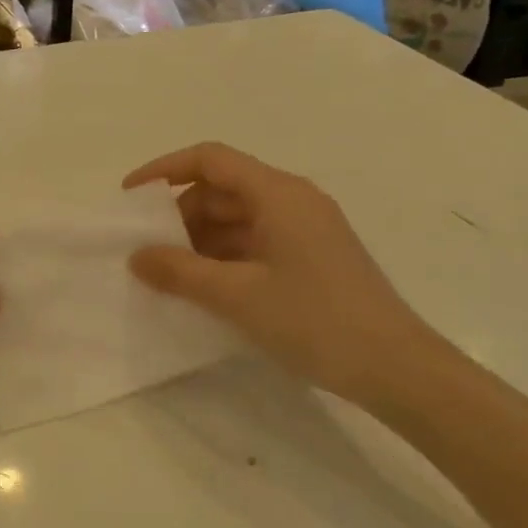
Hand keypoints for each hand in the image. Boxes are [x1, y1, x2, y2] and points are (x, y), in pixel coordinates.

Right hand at [124, 142, 441, 406]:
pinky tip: (205, 288)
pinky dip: (224, 257)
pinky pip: (255, 243)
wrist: (396, 368)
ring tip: (169, 274)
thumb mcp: (237, 296)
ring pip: (238, 218)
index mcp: (278, 194)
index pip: (211, 159)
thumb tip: (136, 256)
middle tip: (148, 249)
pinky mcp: (312, 258)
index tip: (130, 196)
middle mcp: (293, 200)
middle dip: (180, 214)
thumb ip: (180, 272)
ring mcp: (306, 230)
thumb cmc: (315, 320)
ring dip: (200, 240)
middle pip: (222, 189)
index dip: (165, 170)